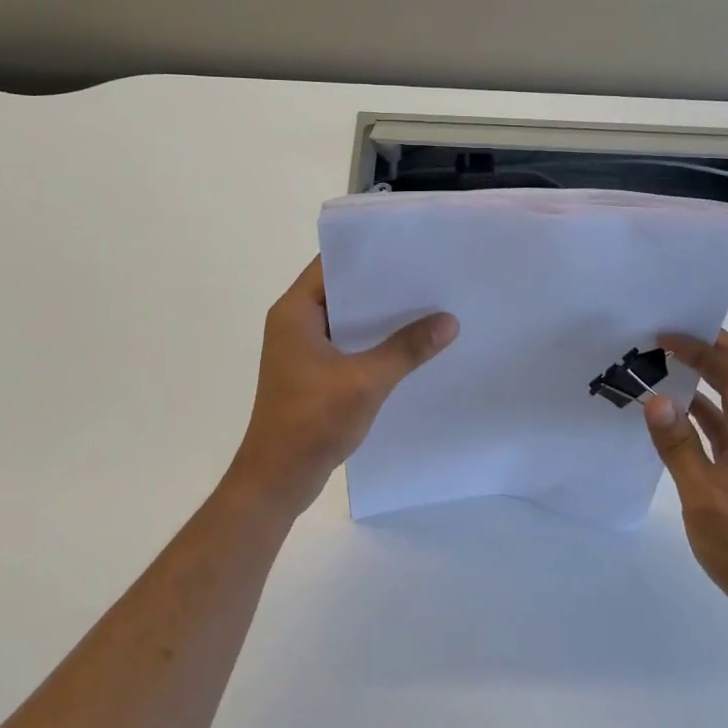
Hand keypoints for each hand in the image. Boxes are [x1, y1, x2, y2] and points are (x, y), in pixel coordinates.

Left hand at [225, 257, 457, 518]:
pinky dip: (374, 341)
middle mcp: (295, 322)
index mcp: (295, 312)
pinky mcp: (314, 372)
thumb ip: (407, 349)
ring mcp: (303, 349)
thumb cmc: (311, 423)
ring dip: (381, 316)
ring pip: (348, 319)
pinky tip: (410, 344)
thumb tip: (449, 321)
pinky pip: (348, 343)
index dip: (368, 253)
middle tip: (428, 274)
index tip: (409, 246)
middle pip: (343, 290)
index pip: (331, 265)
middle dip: (383, 285)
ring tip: (428, 304)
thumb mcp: (365, 382)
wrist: (277, 480)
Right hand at [643, 331, 727, 654]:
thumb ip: (678, 446)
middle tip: (673, 333)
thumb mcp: (705, 498)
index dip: (703, 350)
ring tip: (669, 362)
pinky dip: (706, 414)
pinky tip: (677, 409)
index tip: (665, 334)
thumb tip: (655, 398)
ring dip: (709, 381)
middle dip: (713, 351)